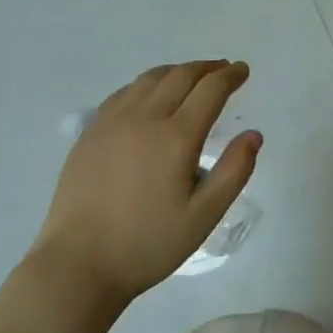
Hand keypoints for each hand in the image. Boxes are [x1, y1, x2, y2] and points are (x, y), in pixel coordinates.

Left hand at [29, 61, 261, 306]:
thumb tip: (253, 134)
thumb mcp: (204, 216)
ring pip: (150, 79)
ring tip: (192, 76)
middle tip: (224, 69)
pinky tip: (151, 93)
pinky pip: (124, 92)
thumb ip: (234, 172)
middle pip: (180, 76)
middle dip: (207, 68)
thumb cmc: (148, 244)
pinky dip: (147, 83)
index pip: (210, 90)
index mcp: (176, 137)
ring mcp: (112, 122)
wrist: (79, 264)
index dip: (230, 76)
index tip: (243, 70)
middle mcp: (144, 118)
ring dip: (177, 71)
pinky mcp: (90, 133)